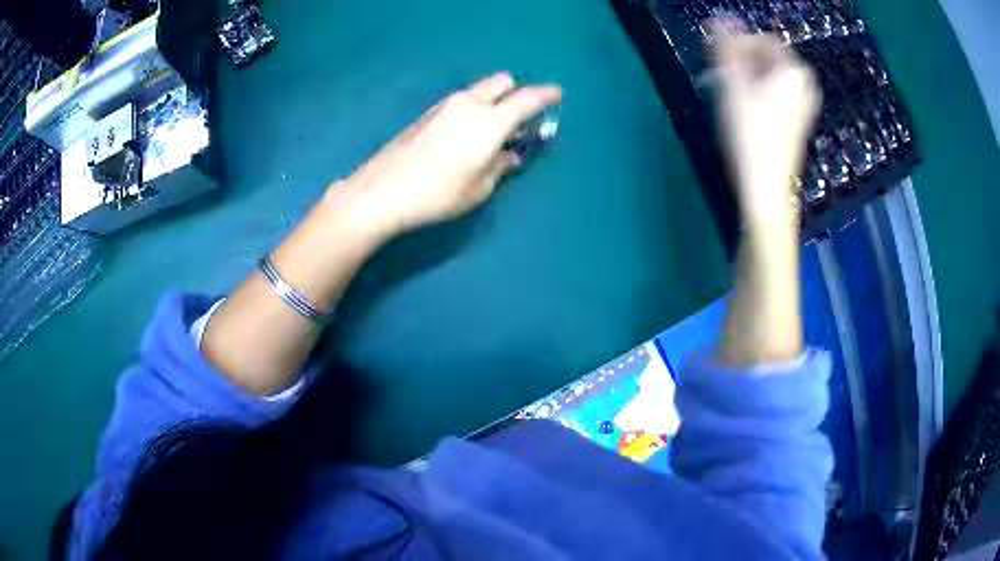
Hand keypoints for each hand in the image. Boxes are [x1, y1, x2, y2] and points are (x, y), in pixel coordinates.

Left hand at [339, 73, 562, 237]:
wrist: (382, 192)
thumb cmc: (437, 194)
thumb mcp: (478, 188)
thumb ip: (500, 166)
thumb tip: (509, 155)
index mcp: (489, 122)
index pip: (526, 99)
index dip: (546, 95)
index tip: (558, 95)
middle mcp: (468, 104)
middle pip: (502, 82)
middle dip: (516, 93)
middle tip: (518, 118)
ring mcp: (445, 106)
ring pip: (479, 91)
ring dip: (492, 102)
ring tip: (490, 133)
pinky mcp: (428, 114)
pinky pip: (461, 102)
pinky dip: (473, 110)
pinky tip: (464, 137)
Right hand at [708, 18, 819, 230]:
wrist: (766, 188)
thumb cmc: (750, 135)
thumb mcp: (733, 86)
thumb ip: (725, 48)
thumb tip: (718, 18)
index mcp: (793, 71)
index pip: (763, 39)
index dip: (739, 43)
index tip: (719, 60)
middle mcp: (804, 84)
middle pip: (768, 57)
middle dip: (743, 61)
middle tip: (722, 78)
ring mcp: (804, 104)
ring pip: (770, 75)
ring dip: (748, 77)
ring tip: (731, 94)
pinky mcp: (798, 120)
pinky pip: (777, 92)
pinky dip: (760, 92)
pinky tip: (746, 109)